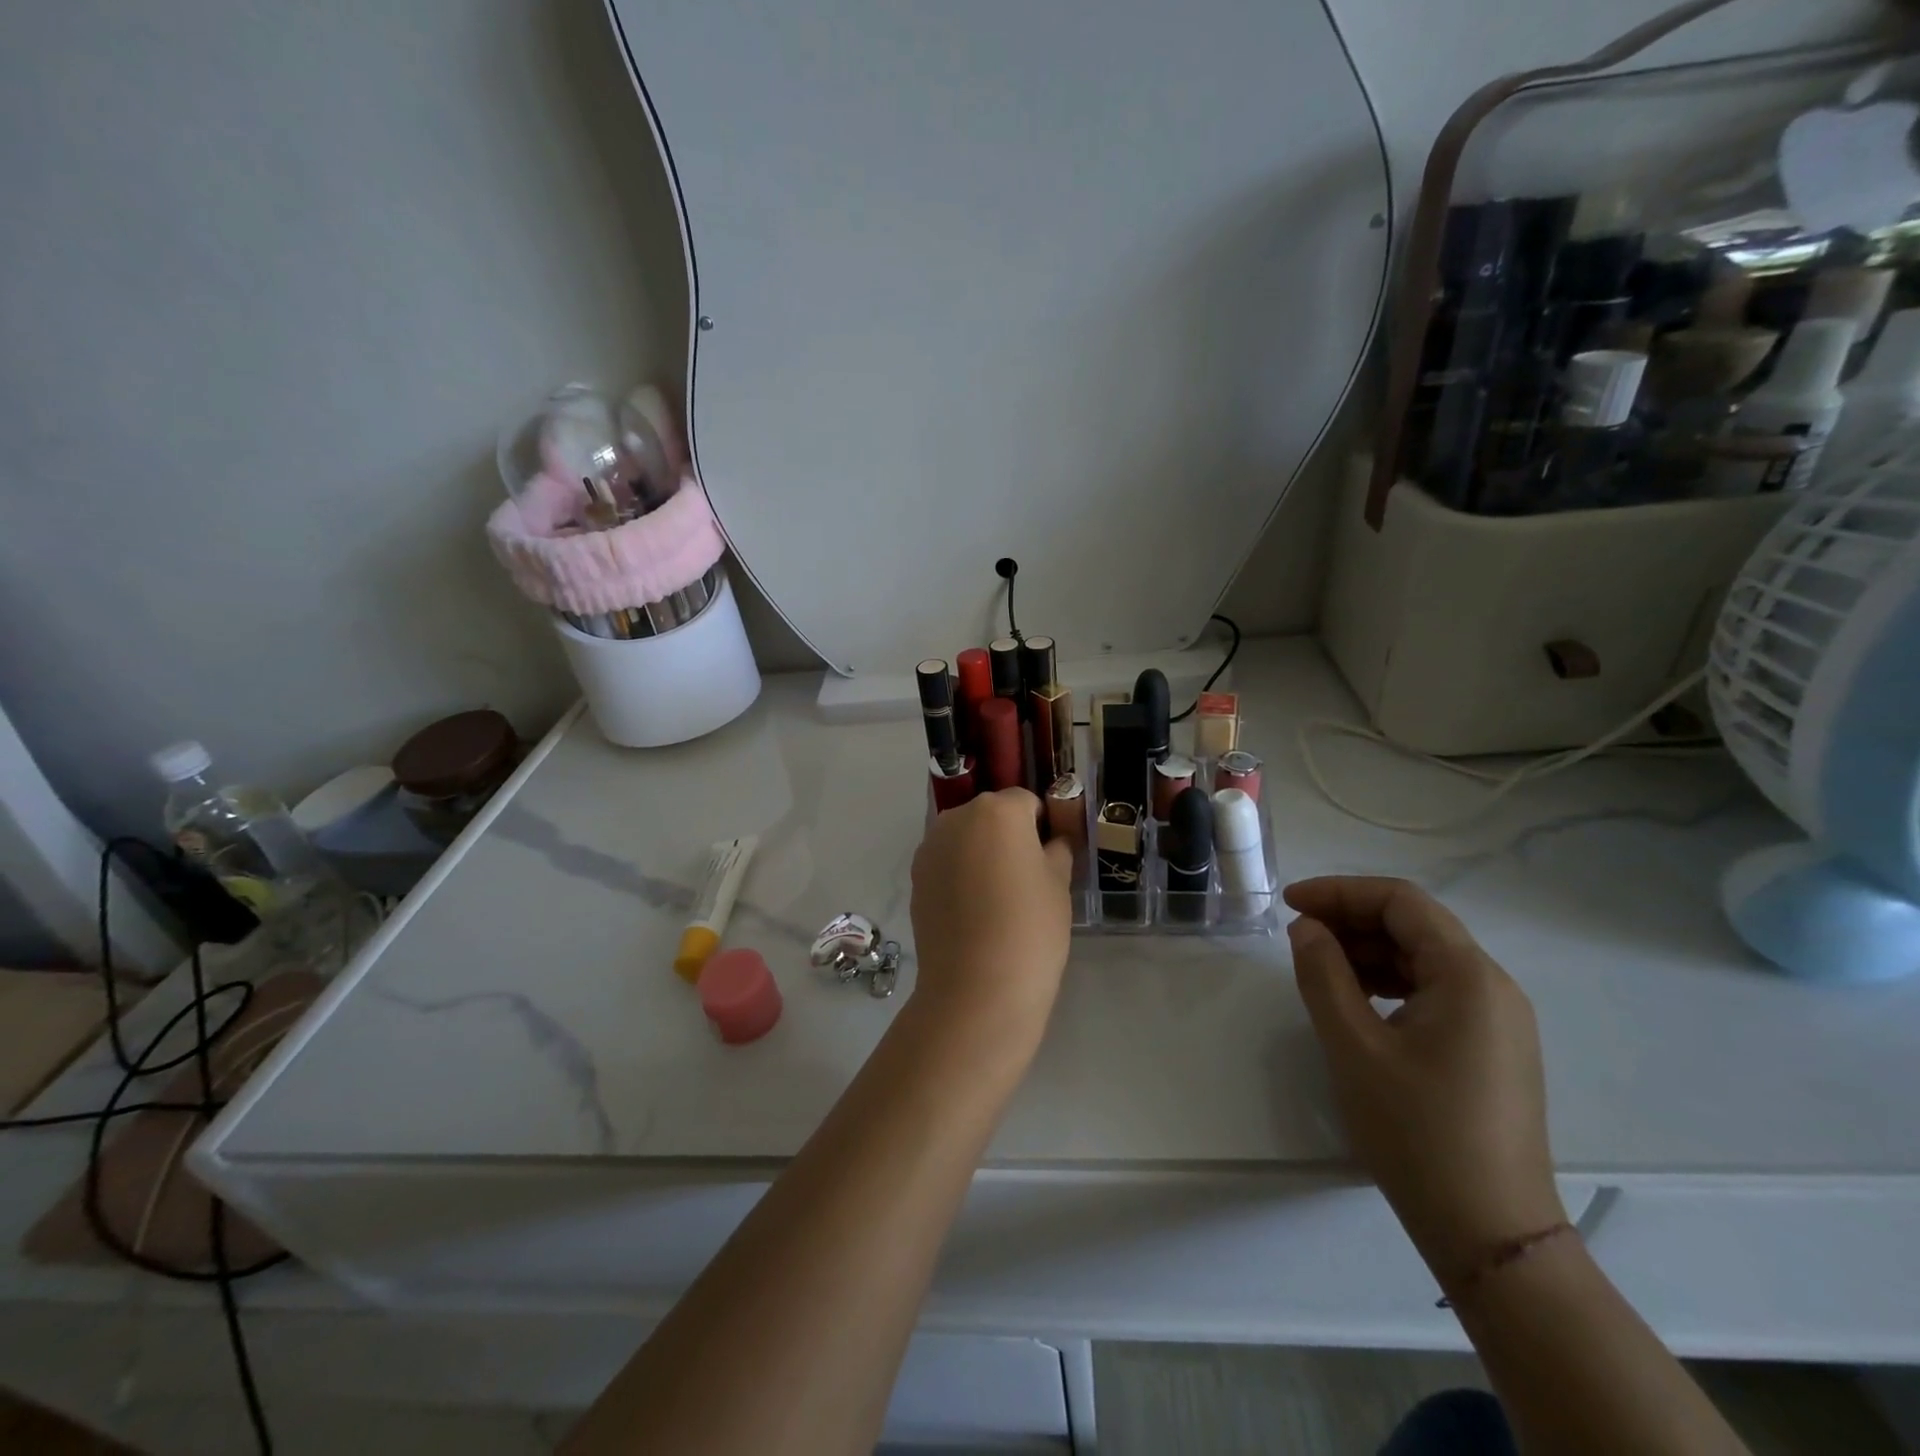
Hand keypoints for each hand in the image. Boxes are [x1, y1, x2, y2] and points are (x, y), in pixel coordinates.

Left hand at [909, 789, 1074, 1047]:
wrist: (976, 987)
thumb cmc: (1030, 928)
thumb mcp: (1059, 883)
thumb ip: (1057, 848)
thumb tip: (1052, 840)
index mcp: (997, 810)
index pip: (1027, 802)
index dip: (1043, 828)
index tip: (1050, 861)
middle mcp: (957, 817)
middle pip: (991, 815)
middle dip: (1008, 836)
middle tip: (1025, 879)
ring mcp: (930, 847)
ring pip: (966, 837)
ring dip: (981, 853)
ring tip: (997, 898)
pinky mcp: (915, 876)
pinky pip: (947, 862)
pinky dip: (960, 874)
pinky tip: (972, 911)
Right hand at [1284, 876, 1565, 1284]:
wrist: (1489, 1233)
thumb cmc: (1416, 1131)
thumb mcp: (1353, 1045)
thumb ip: (1323, 974)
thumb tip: (1307, 928)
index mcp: (1468, 977)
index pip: (1401, 901)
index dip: (1340, 892)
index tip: (1290, 903)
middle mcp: (1492, 987)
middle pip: (1415, 925)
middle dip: (1351, 919)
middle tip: (1296, 934)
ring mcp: (1497, 1019)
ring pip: (1423, 957)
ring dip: (1368, 950)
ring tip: (1317, 965)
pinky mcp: (1490, 1048)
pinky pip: (1434, 990)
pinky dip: (1389, 981)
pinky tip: (1355, 999)